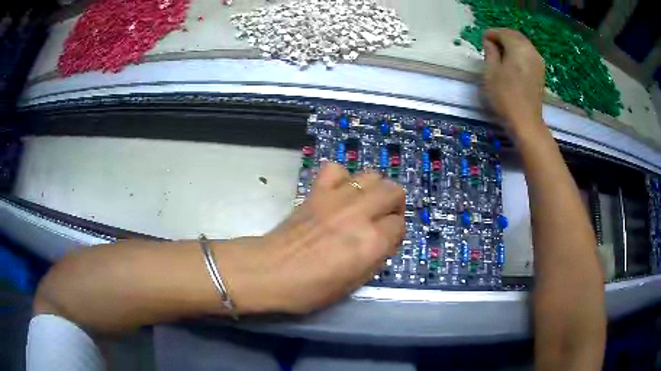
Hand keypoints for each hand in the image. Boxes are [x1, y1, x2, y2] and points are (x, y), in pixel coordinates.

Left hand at [247, 162, 404, 314]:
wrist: (270, 271)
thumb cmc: (310, 289)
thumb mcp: (353, 284)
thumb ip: (375, 258)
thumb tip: (383, 241)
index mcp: (371, 242)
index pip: (400, 225)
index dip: (395, 234)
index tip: (386, 241)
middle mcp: (359, 214)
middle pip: (393, 190)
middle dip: (394, 204)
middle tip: (383, 218)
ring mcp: (337, 198)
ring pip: (372, 175)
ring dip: (374, 189)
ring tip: (364, 204)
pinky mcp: (317, 191)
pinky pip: (336, 169)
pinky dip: (342, 178)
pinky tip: (338, 193)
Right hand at [482, 28, 545, 134]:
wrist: (526, 122)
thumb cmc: (505, 97)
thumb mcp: (490, 73)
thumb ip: (490, 53)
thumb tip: (489, 42)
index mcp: (518, 48)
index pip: (503, 33)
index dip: (491, 34)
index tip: (482, 40)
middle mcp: (531, 50)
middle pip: (515, 35)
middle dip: (502, 36)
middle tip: (490, 44)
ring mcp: (538, 61)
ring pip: (523, 44)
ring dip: (511, 44)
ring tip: (500, 53)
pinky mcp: (540, 71)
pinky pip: (528, 53)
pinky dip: (519, 52)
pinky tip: (512, 61)